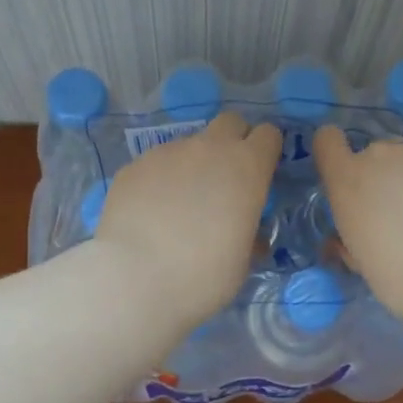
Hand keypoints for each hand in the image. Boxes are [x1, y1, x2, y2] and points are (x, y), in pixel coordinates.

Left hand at [96, 112, 281, 329]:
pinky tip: (150, 213)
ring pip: (189, 145)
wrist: (135, 279)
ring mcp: (166, 153)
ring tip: (179, 206)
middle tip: (226, 179)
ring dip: (193, 165)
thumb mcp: (242, 262)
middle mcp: (208, 149)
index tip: (261, 174)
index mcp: (246, 168)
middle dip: (233, 142)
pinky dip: (159, 181)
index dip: (266, 152)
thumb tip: (249, 233)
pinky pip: (155, 164)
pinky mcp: (133, 166)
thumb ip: (249, 235)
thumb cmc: (203, 276)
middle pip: (230, 123)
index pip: (268, 135)